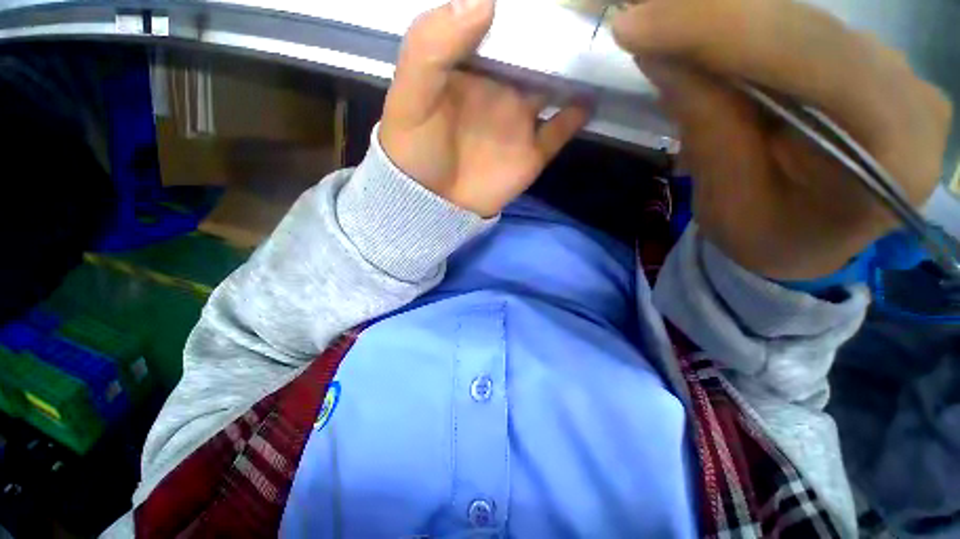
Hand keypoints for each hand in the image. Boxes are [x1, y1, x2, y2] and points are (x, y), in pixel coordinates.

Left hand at [380, 0, 590, 217]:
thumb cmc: (416, 150)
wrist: (433, 205)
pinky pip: (562, 127)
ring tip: (601, 37)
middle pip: (533, 49)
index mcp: (468, 66)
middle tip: (585, 2)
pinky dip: (579, 112)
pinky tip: (594, 94)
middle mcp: (499, 87)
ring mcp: (519, 120)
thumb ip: (434, 45)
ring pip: (554, 83)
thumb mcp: (411, 95)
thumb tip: (483, 0)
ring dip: (574, 64)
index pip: (496, 22)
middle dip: (555, 28)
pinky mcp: (532, 152)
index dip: (517, 7)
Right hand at [612, 0, 952, 280]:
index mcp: (892, 152)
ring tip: (658, 25)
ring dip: (719, 21)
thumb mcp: (728, 202)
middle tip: (637, 18)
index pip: (807, 59)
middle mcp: (909, 95)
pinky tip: (699, 39)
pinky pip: (795, 31)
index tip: (634, 25)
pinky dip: (739, 31)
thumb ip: (707, 127)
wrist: (805, 246)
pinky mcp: (867, 63)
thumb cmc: (767, 240)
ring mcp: (893, 72)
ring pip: (796, 22)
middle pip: (801, 29)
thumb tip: (663, 56)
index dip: (715, 31)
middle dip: (709, 18)